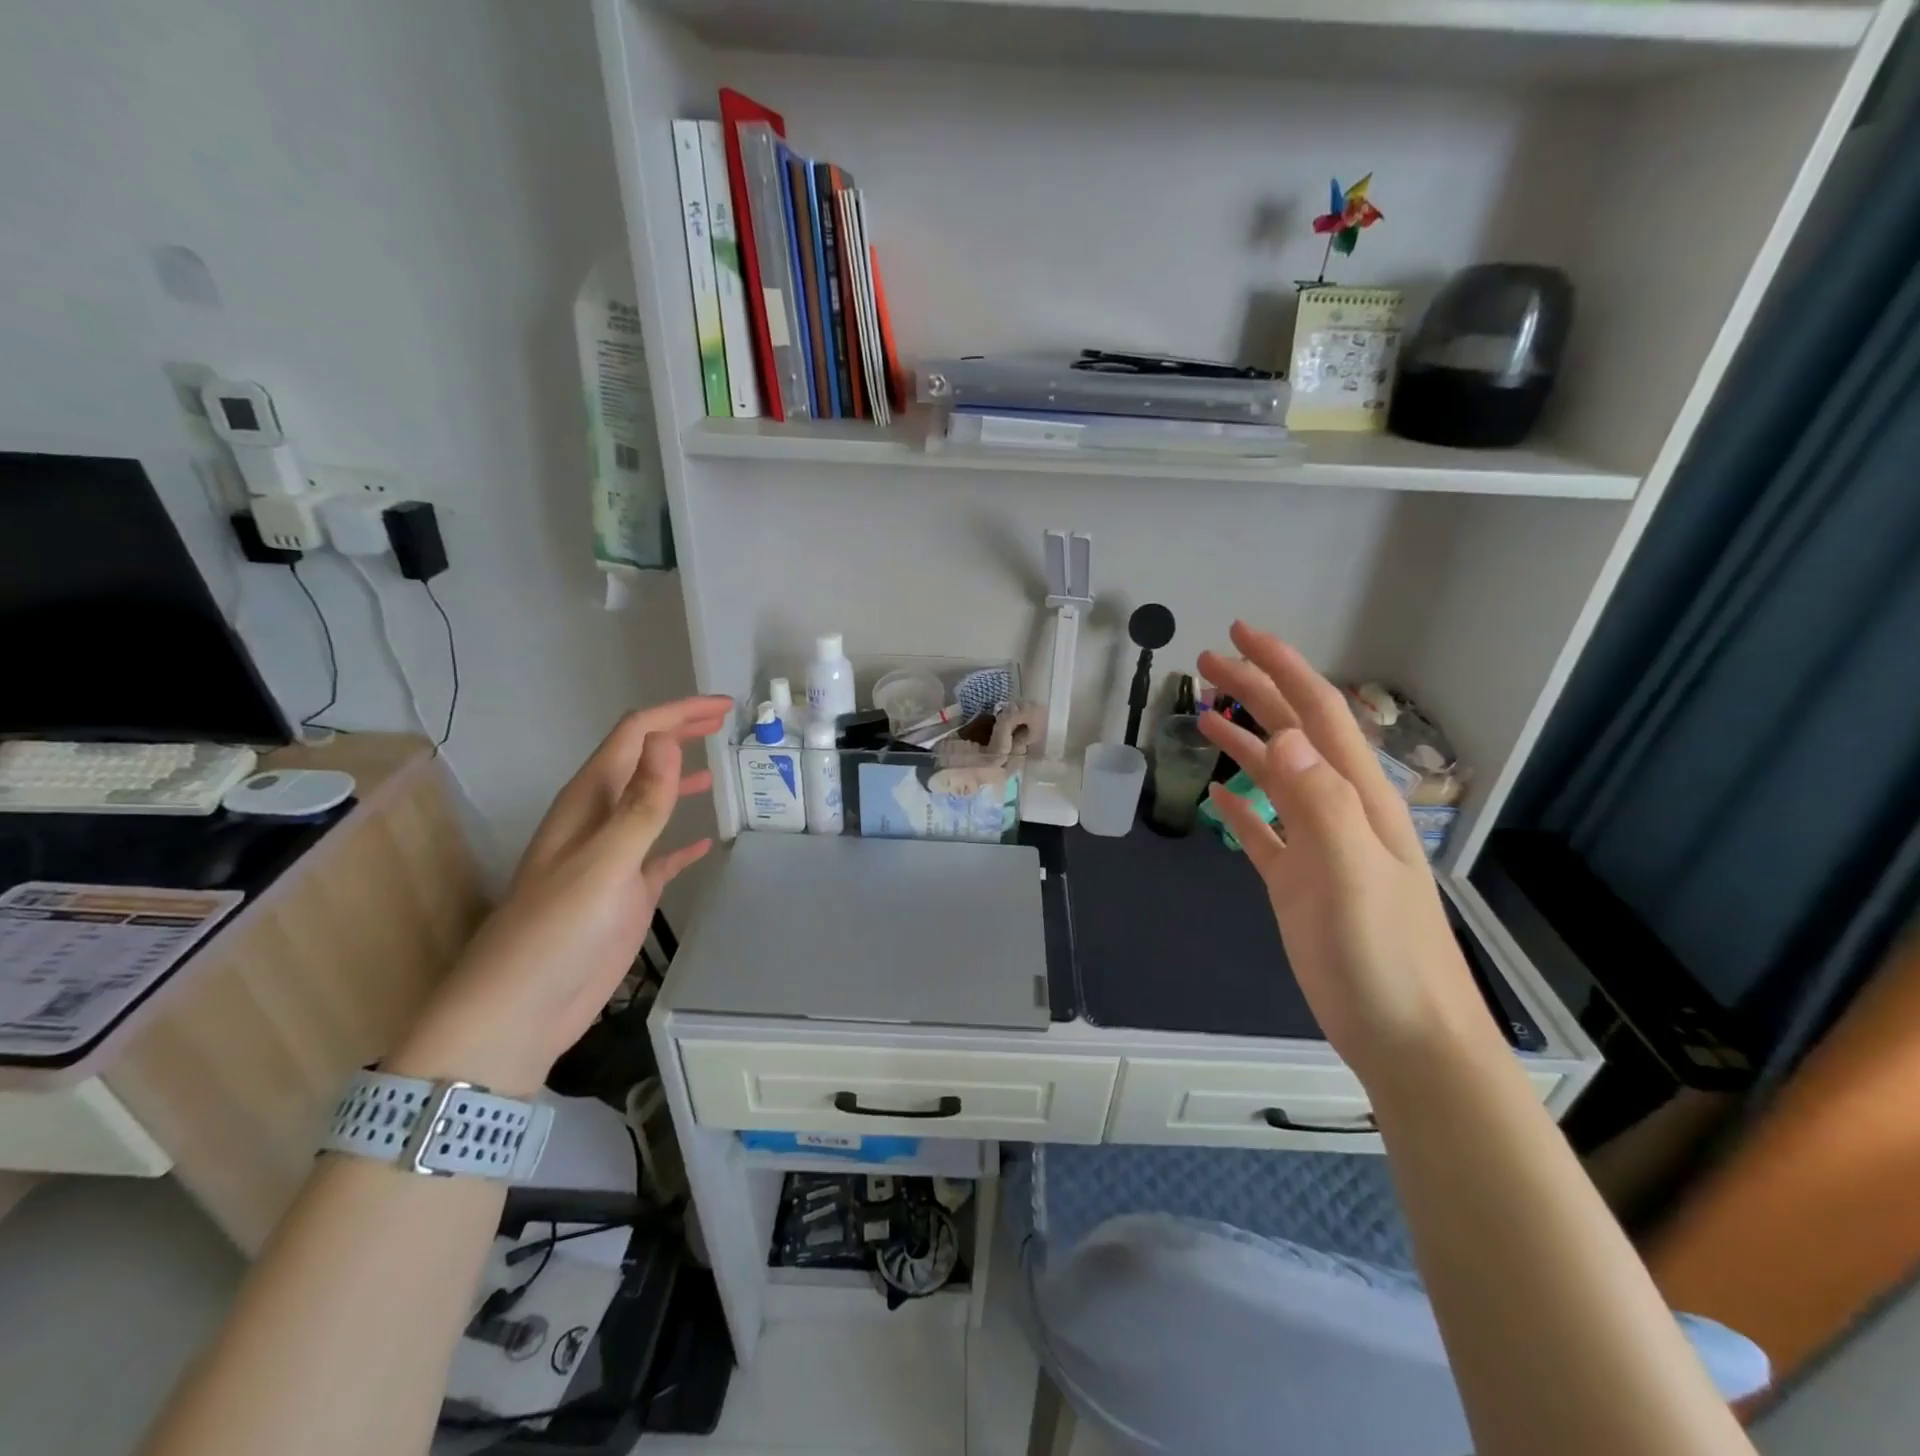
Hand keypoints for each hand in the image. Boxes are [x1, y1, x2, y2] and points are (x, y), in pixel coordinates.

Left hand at [389, 695, 732, 1094]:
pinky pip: (660, 856)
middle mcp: (600, 820)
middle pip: (642, 760)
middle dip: (680, 734)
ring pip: (650, 803)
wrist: (519, 1013)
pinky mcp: (625, 894)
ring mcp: (613, 858)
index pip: (635, 736)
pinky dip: (683, 843)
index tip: (723, 707)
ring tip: (721, 767)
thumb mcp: (604, 862)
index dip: (677, 714)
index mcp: (588, 801)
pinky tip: (706, 843)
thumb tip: (668, 740)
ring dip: (681, 779)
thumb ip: (640, 803)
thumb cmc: (557, 932)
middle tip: (725, 722)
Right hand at [1197, 624, 1503, 1088]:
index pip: (1319, 714)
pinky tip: (1219, 795)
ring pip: (1275, 776)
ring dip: (1244, 739)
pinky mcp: (1298, 882)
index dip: (1283, 668)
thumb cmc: (1383, 956)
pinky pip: (1263, 831)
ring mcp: (1317, 847)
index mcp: (1358, 798)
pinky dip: (1241, 806)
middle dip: (1255, 691)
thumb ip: (1320, 802)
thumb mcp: (1354, 873)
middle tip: (1208, 662)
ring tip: (1204, 714)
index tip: (1241, 634)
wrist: (1407, 1038)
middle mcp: (1338, 810)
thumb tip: (1283, 734)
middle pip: (1293, 734)